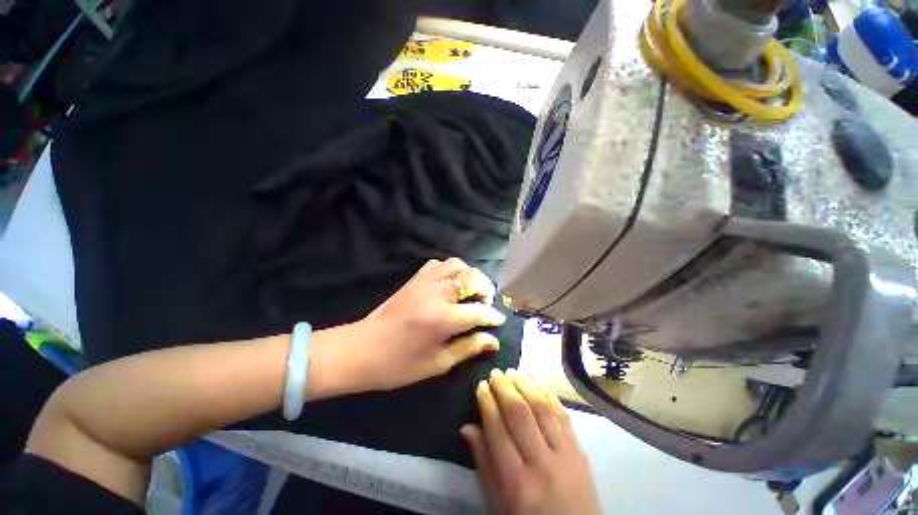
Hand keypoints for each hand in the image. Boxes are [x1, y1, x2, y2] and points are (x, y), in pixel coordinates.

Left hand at [310, 258, 506, 395]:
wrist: (361, 349)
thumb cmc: (399, 364)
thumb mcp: (437, 363)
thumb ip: (468, 348)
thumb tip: (493, 340)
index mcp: (444, 319)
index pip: (479, 311)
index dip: (492, 316)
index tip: (498, 321)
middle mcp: (437, 294)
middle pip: (473, 278)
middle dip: (486, 289)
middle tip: (484, 304)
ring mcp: (424, 282)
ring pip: (457, 264)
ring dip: (469, 275)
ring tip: (469, 291)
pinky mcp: (414, 279)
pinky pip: (438, 264)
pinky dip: (449, 270)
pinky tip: (449, 284)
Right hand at [461, 369, 600, 514]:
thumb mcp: (498, 504)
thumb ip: (483, 464)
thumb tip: (467, 427)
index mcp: (517, 484)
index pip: (498, 431)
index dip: (487, 403)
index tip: (480, 385)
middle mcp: (542, 465)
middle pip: (520, 415)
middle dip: (504, 388)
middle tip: (494, 373)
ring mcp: (565, 455)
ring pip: (542, 408)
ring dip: (525, 384)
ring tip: (512, 370)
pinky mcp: (580, 450)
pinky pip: (562, 413)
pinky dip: (548, 391)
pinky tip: (537, 378)